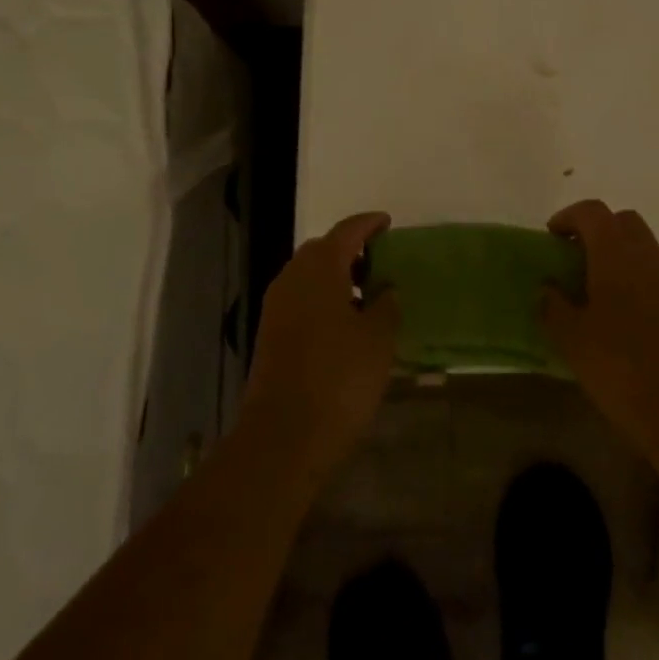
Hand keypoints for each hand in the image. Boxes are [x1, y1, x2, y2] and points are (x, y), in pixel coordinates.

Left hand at [241, 212, 399, 475]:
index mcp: (320, 269)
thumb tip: (385, 289)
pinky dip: (324, 298)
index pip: (346, 231)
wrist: (284, 437)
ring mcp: (276, 308)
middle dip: (350, 250)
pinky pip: (301, 300)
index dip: (369, 224)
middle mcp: (292, 279)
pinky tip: (345, 322)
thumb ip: (386, 304)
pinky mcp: (271, 335)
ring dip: (336, 276)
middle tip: (380, 261)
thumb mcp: (378, 338)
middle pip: (322, 250)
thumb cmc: (340, 378)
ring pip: (309, 276)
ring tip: (368, 294)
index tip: (387, 223)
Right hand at [542, 201, 658, 462]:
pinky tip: (619, 312)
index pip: (593, 212)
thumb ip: (553, 305)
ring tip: (592, 287)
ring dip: (617, 253)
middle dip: (596, 229)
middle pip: (622, 221)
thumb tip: (547, 288)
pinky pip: (654, 273)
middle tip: (573, 257)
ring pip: (642, 246)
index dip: (569, 217)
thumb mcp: (570, 338)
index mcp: (616, 255)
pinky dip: (634, 276)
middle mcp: (647, 257)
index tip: (551, 237)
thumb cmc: (618, 366)